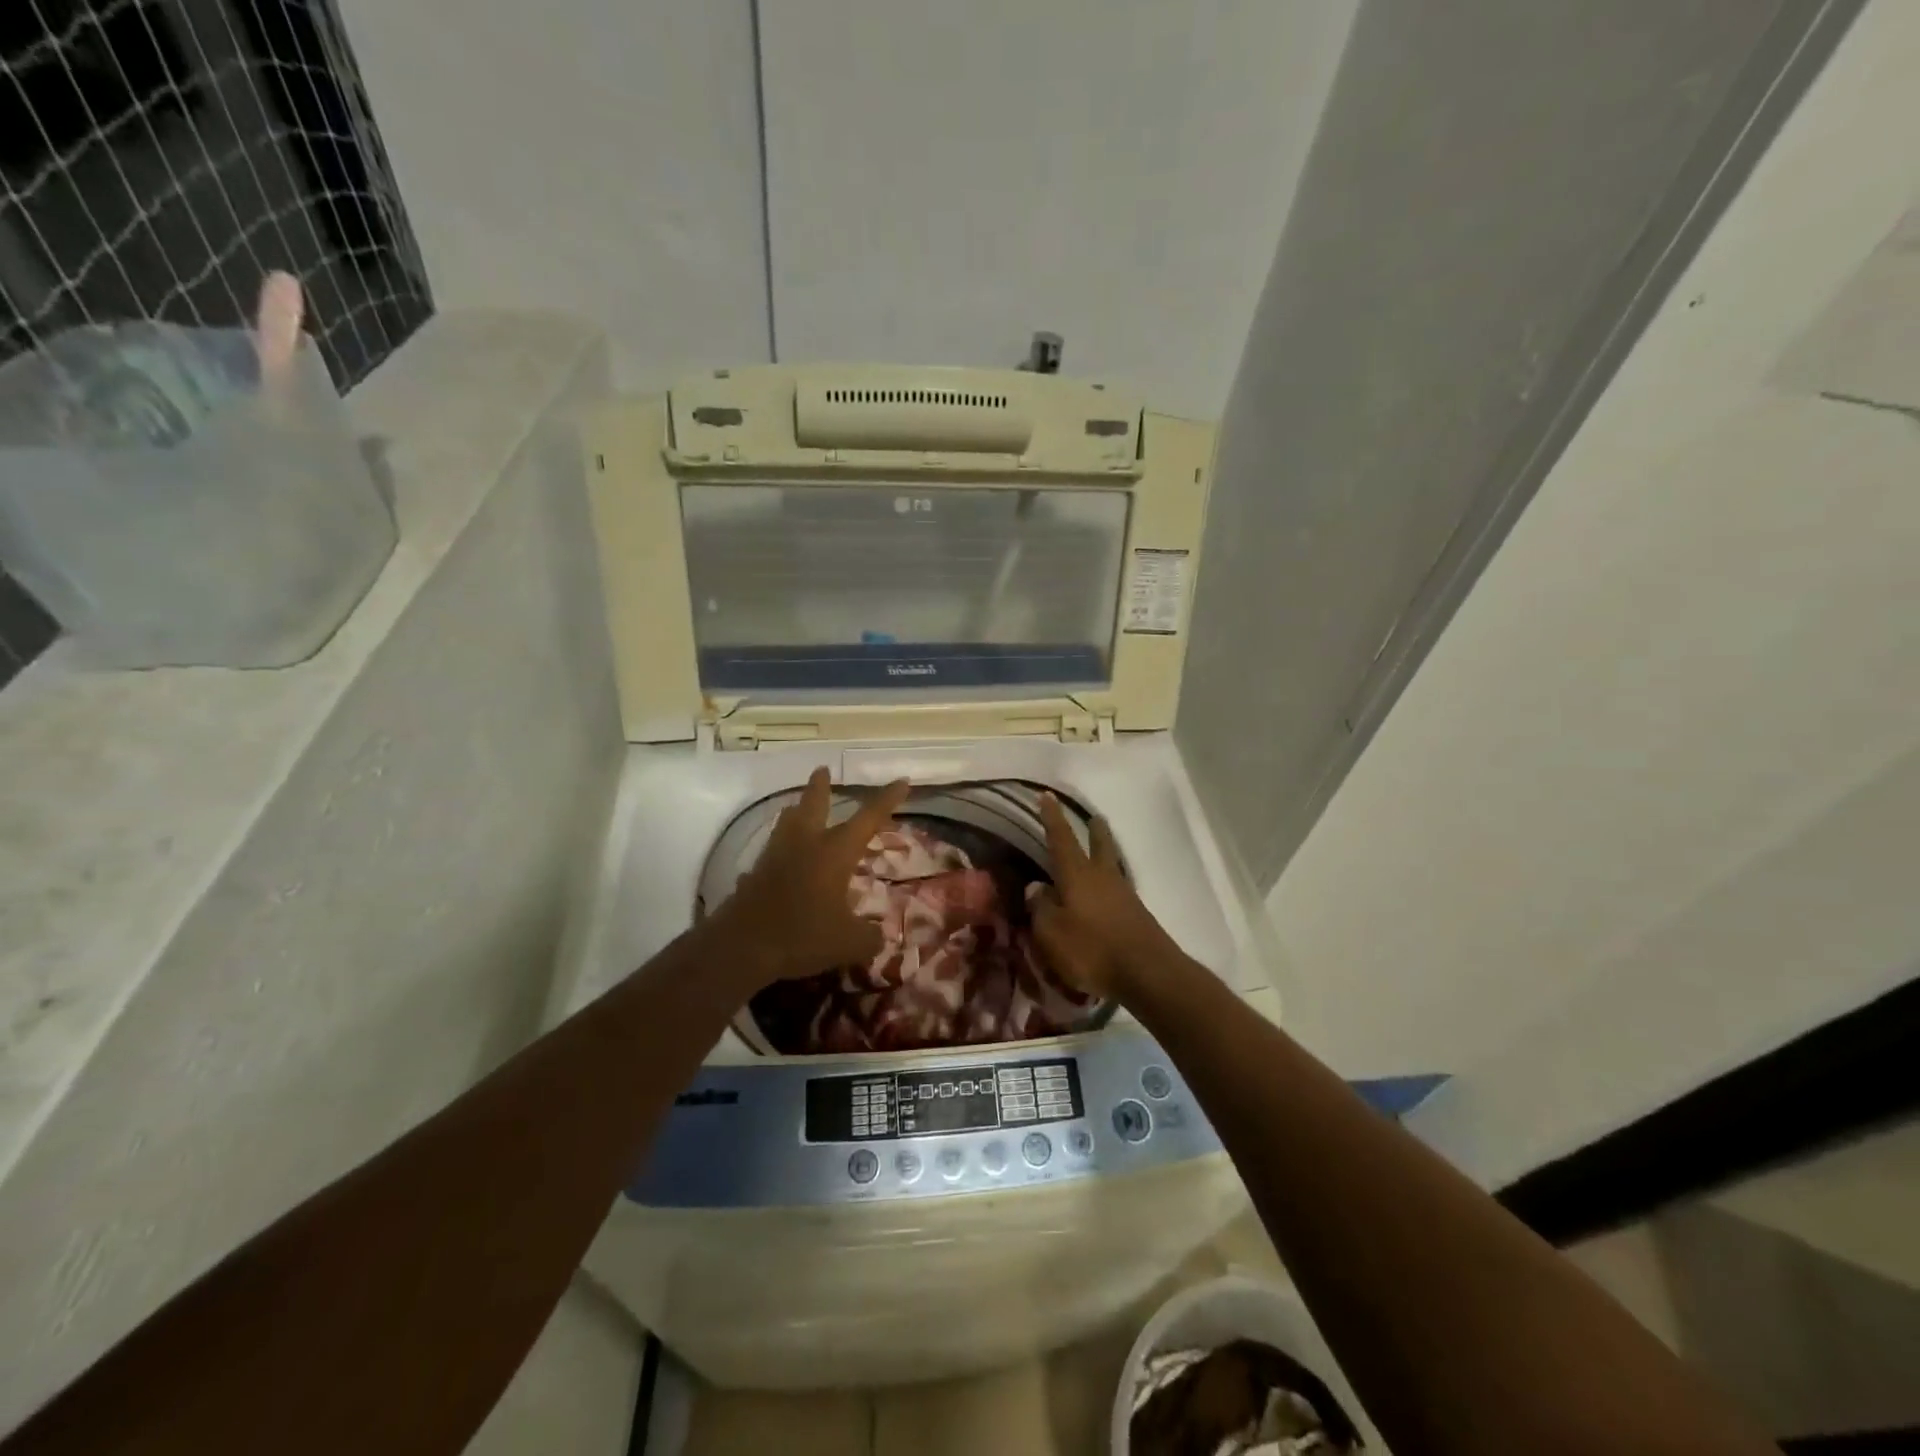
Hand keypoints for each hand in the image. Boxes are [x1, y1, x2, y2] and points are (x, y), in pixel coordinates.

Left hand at [710, 767, 910, 987]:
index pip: (868, 818)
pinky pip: (772, 851)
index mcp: (835, 852)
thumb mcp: (848, 943)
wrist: (743, 945)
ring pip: (787, 822)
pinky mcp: (756, 873)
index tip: (901, 781)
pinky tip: (781, 861)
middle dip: (821, 786)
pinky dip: (780, 848)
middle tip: (822, 768)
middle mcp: (806, 844)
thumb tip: (879, 937)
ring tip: (799, 807)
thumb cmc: (803, 935)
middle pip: (814, 804)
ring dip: (797, 810)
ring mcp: (776, 856)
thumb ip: (869, 937)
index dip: (887, 799)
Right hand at [1030, 793, 1180, 1000]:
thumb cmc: (1092, 950)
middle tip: (1093, 817)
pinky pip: (1118, 889)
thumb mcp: (1052, 933)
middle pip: (1099, 845)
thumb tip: (1035, 886)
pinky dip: (1110, 883)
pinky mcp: (1136, 915)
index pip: (1061, 839)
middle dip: (1094, 830)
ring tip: (1101, 848)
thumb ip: (1040, 908)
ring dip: (1105, 852)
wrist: (1148, 973)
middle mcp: (1102, 878)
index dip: (1052, 818)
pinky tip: (1106, 892)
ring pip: (1111, 865)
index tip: (1047, 795)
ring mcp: (1123, 896)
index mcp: (1077, 875)